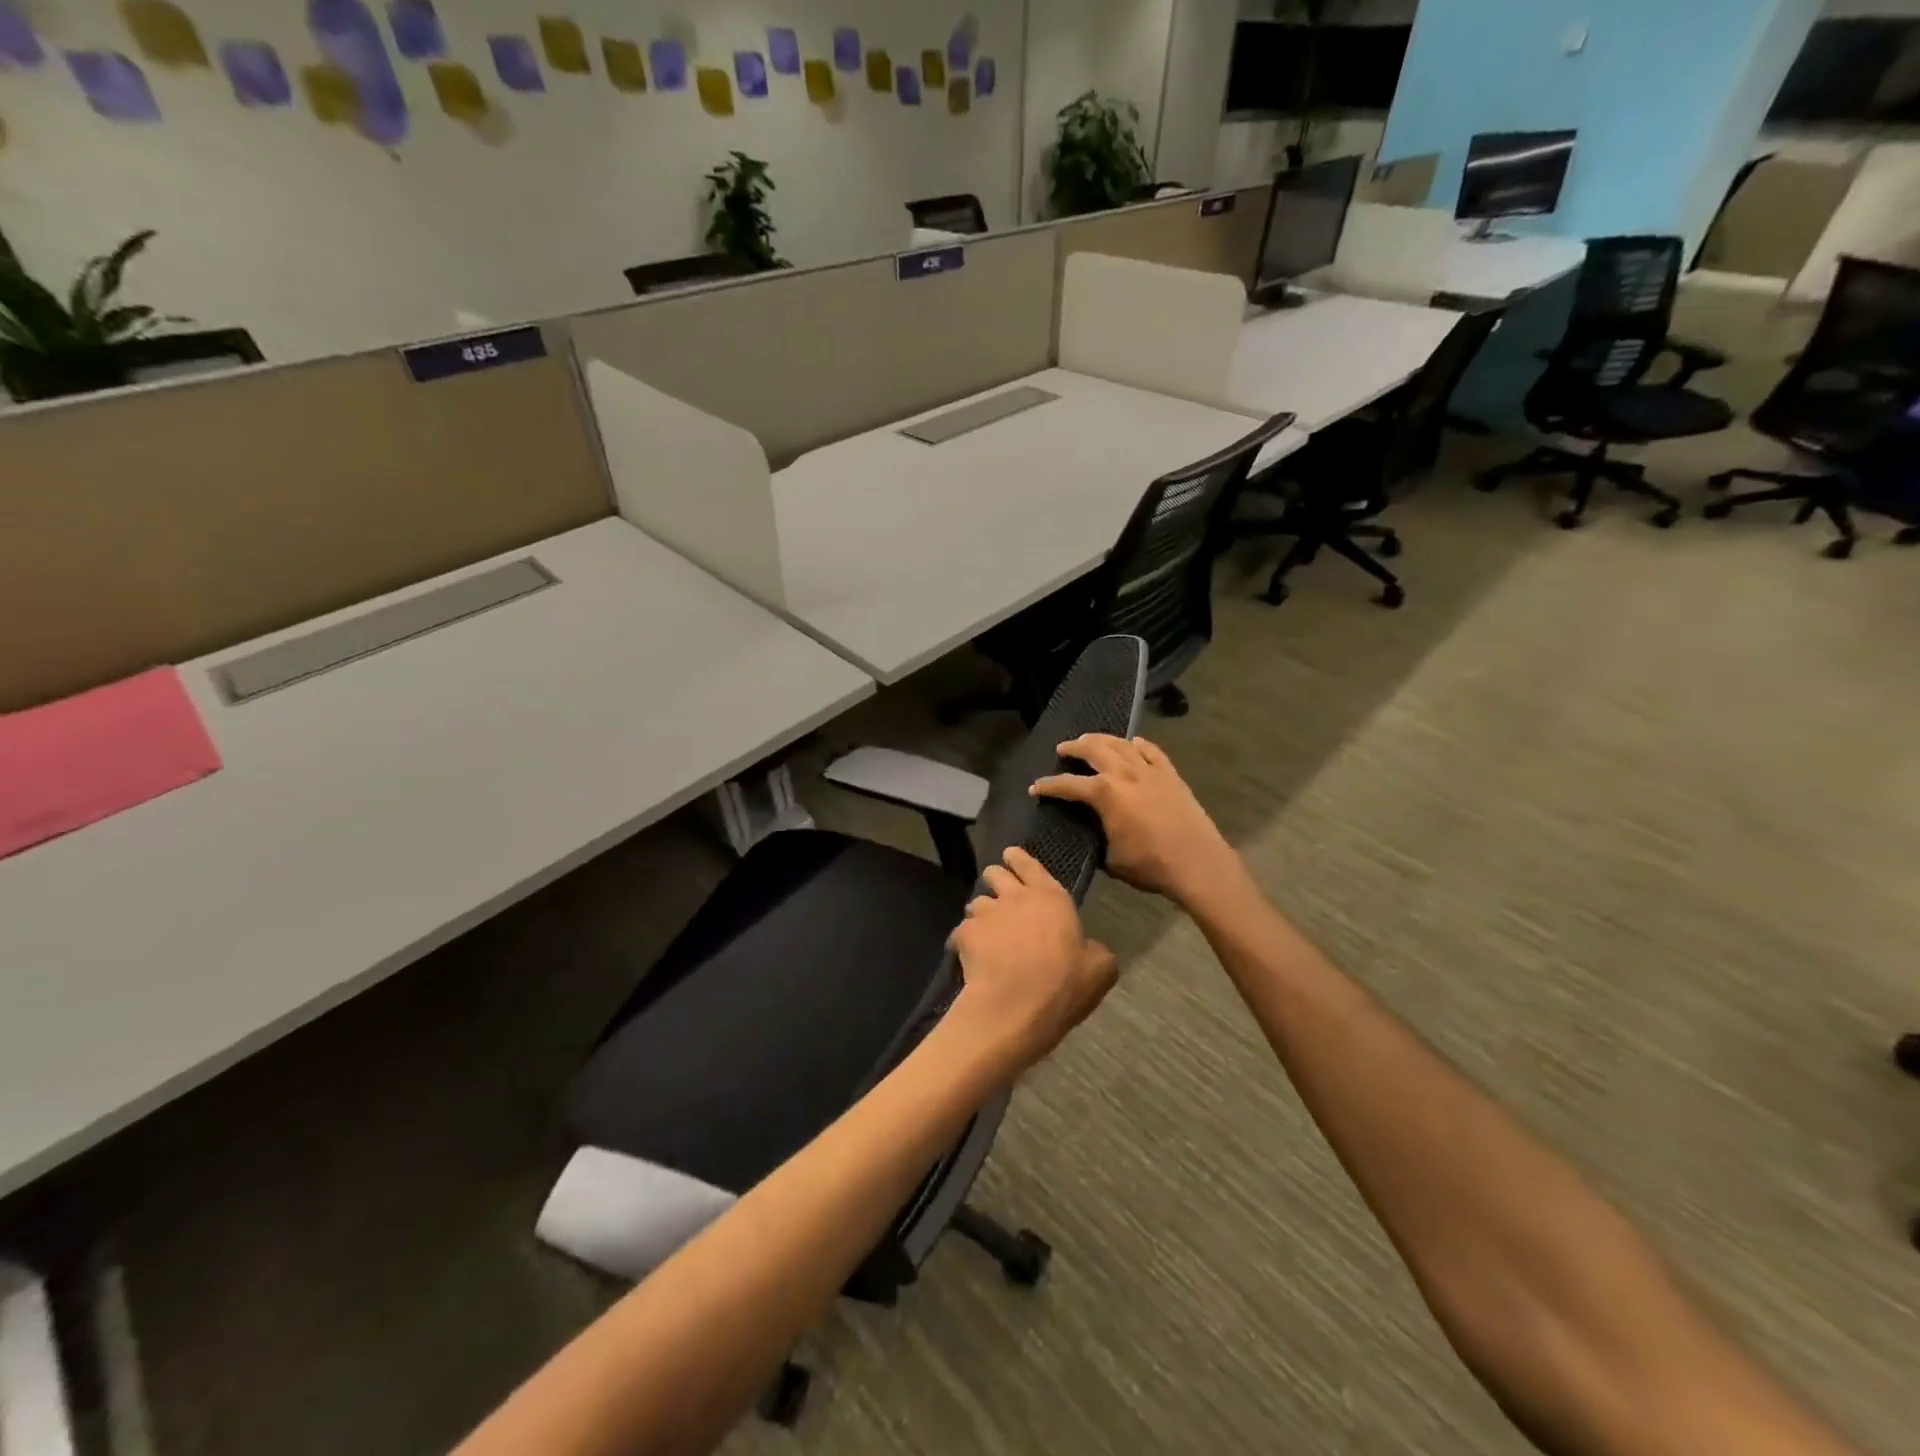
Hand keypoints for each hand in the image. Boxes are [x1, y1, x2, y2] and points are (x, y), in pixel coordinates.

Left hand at [947, 847, 1117, 1071]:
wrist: (1014, 1007)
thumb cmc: (1062, 985)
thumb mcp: (1099, 970)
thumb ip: (1095, 951)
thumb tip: (1089, 948)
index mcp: (1051, 898)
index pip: (1031, 865)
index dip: (1019, 859)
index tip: (1011, 855)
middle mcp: (1016, 897)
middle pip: (996, 873)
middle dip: (996, 879)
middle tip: (999, 894)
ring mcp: (987, 914)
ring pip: (976, 902)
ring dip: (981, 913)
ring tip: (985, 931)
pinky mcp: (964, 934)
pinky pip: (960, 931)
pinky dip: (963, 941)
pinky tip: (968, 956)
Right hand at [1030, 735, 1238, 906]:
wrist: (1197, 863)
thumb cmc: (1150, 865)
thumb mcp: (1111, 858)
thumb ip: (1097, 838)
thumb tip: (1091, 833)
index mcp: (1105, 794)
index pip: (1069, 784)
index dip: (1049, 786)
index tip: (1036, 787)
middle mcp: (1125, 774)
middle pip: (1094, 750)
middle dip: (1074, 748)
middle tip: (1062, 749)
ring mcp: (1151, 771)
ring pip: (1122, 744)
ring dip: (1103, 739)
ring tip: (1091, 739)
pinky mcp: (1171, 775)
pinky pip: (1152, 751)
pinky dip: (1139, 744)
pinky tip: (1134, 742)